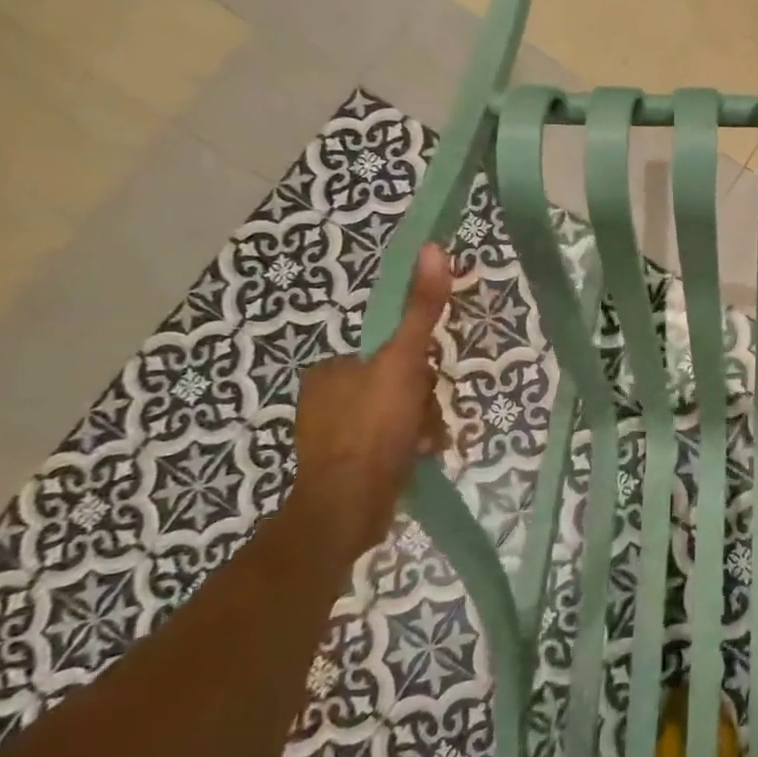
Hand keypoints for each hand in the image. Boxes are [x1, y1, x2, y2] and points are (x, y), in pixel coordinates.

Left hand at [285, 244, 454, 558]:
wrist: (347, 508)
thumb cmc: (374, 430)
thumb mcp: (403, 363)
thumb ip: (421, 310)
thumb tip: (432, 248)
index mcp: (330, 371)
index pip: (391, 354)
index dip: (416, 369)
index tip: (424, 386)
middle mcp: (325, 399)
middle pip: (398, 386)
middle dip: (422, 403)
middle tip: (426, 422)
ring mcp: (332, 436)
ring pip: (398, 417)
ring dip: (422, 426)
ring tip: (426, 445)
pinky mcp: (344, 467)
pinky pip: (389, 445)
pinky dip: (408, 449)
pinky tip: (418, 459)